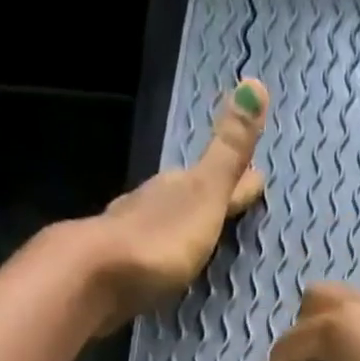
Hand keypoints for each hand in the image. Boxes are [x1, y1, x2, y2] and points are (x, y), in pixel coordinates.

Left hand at [85, 78, 269, 329]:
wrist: (98, 277)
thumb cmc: (160, 239)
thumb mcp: (204, 195)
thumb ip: (228, 154)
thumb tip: (255, 83)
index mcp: (179, 186)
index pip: (216, 177)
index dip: (238, 179)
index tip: (261, 176)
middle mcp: (154, 202)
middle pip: (188, 195)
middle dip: (210, 199)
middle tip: (231, 204)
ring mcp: (133, 234)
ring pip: (166, 221)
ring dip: (184, 226)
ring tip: (202, 237)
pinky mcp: (120, 268)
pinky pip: (151, 253)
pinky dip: (164, 253)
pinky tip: (167, 263)